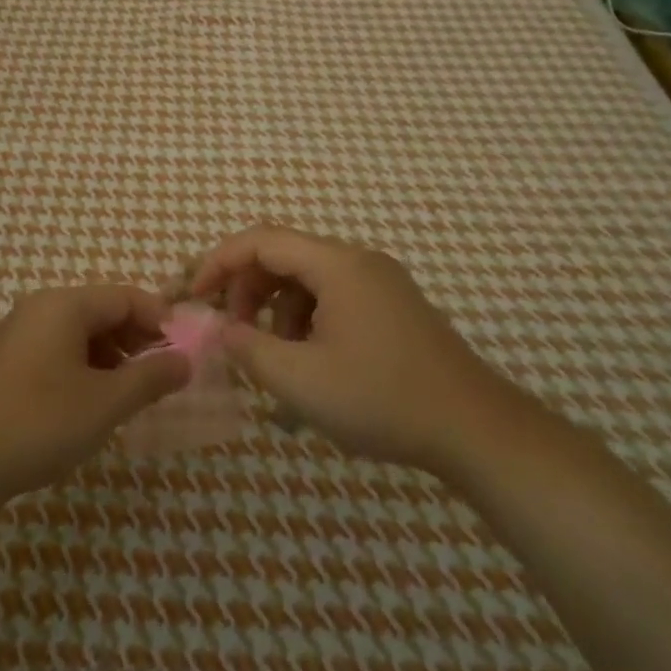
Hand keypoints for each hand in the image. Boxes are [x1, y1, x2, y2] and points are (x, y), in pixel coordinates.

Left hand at [0, 285, 190, 509]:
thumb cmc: (37, 423)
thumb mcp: (105, 403)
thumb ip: (150, 378)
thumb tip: (186, 361)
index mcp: (64, 305)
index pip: (126, 297)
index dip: (160, 321)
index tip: (184, 354)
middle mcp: (39, 309)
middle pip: (102, 312)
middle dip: (137, 341)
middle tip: (161, 378)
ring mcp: (17, 336)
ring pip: (79, 335)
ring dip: (111, 359)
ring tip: (128, 397)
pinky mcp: (4, 364)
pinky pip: (56, 353)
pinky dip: (83, 370)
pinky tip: (89, 405)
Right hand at [190, 226, 498, 473]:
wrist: (476, 430)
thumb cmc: (382, 399)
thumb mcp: (300, 380)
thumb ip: (248, 348)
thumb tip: (221, 330)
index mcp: (337, 265)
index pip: (261, 240)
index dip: (219, 262)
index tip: (194, 297)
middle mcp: (359, 262)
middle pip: (284, 256)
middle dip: (247, 289)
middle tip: (232, 333)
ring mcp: (381, 284)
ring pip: (308, 280)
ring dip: (277, 310)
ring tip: (273, 358)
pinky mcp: (393, 308)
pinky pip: (334, 299)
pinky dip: (307, 321)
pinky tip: (308, 364)